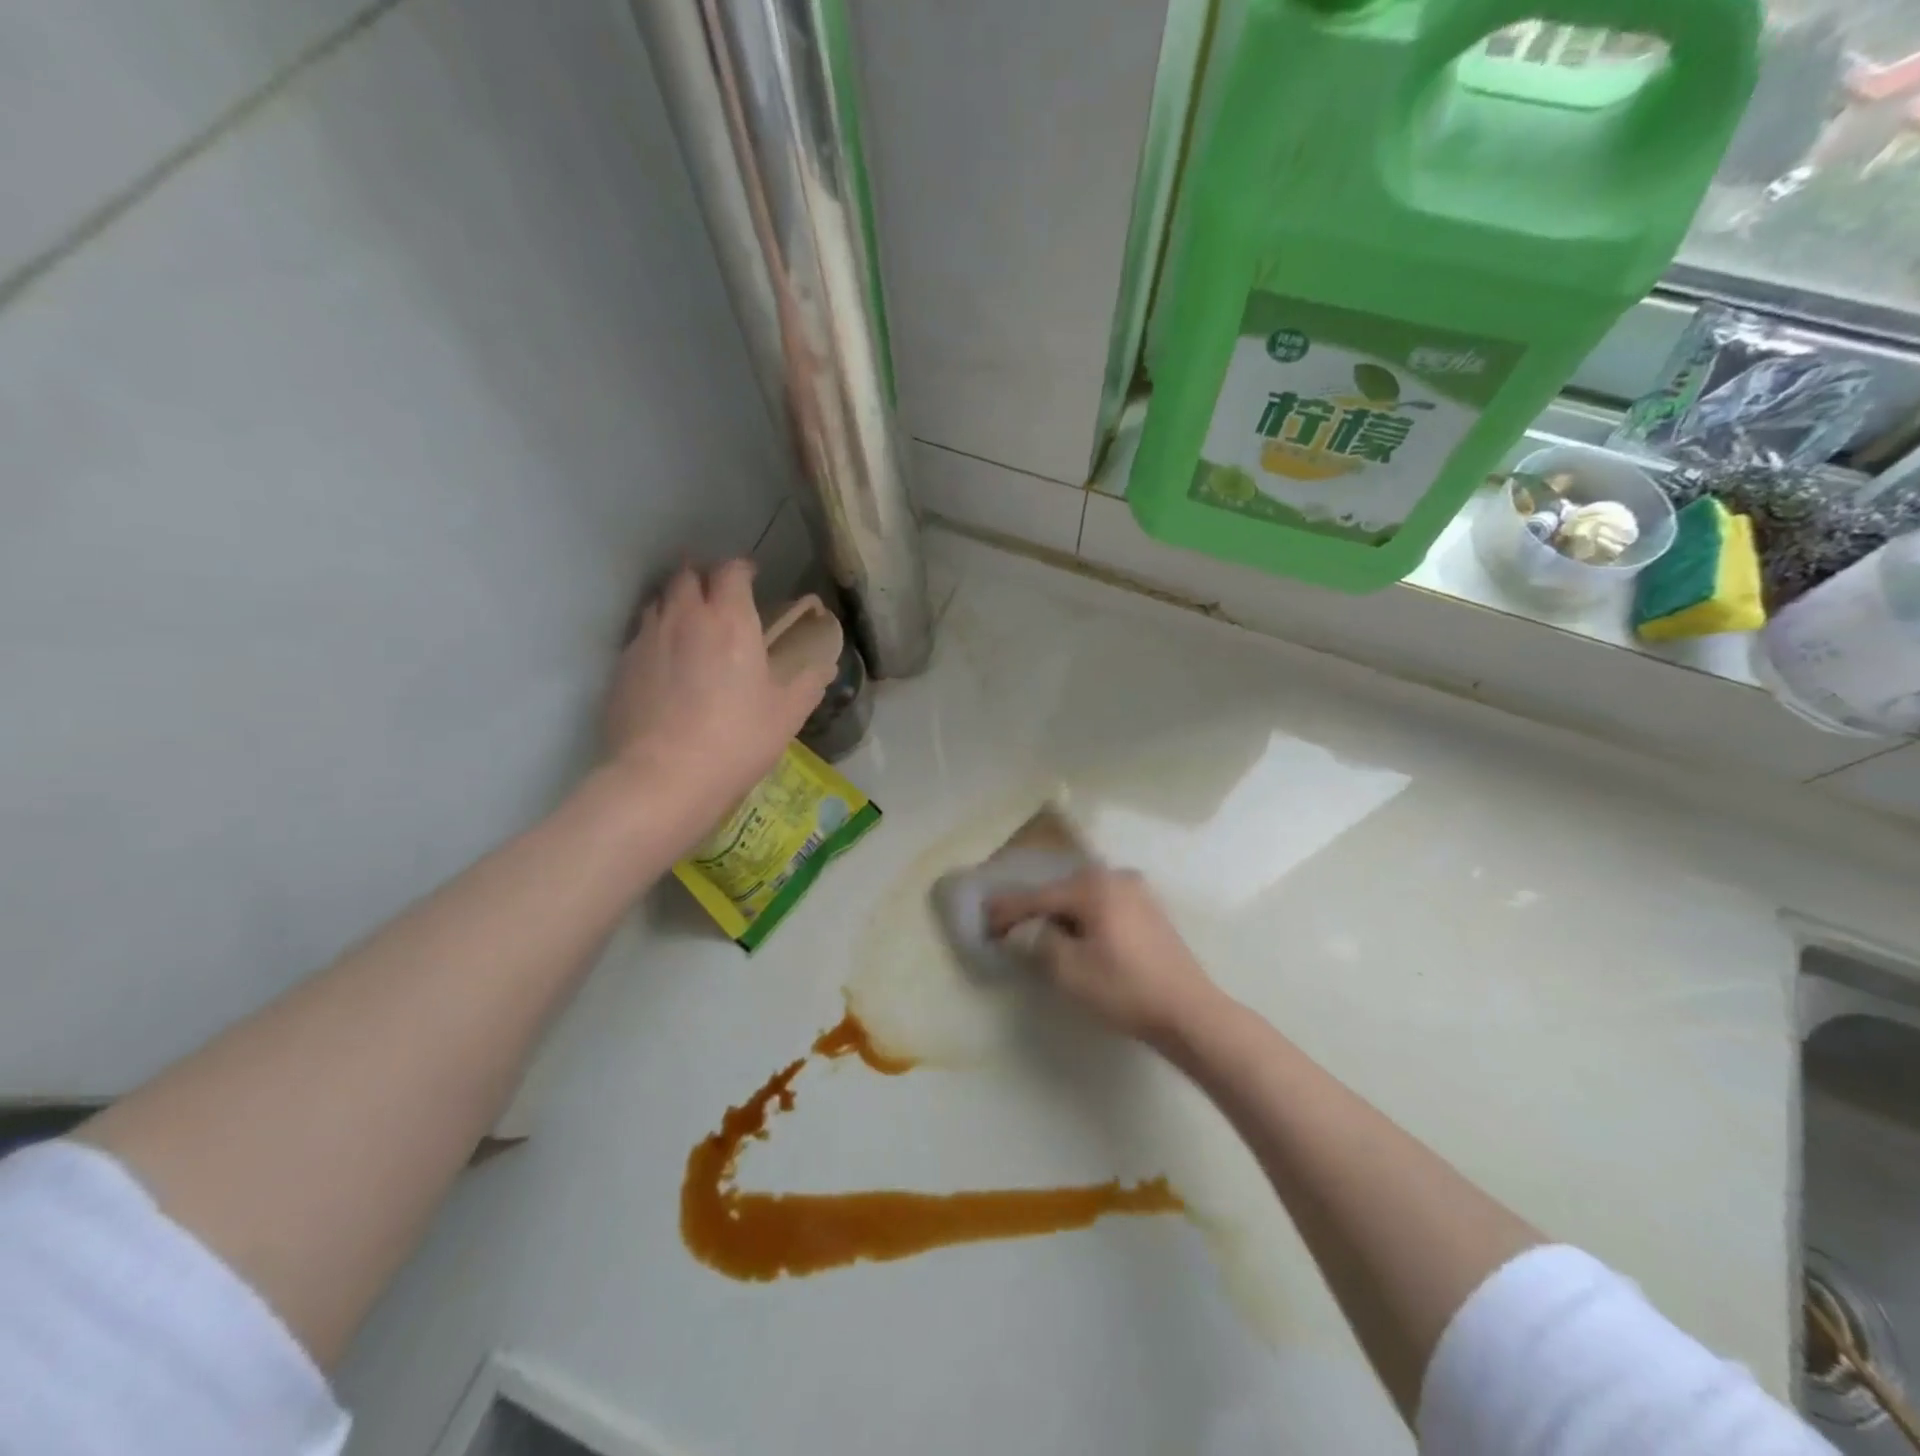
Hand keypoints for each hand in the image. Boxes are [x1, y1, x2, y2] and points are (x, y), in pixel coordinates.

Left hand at [604, 560, 834, 839]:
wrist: (664, 777)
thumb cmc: (737, 740)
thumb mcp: (787, 715)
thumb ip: (808, 684)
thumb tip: (825, 667)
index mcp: (730, 620)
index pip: (731, 570)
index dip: (742, 569)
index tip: (751, 578)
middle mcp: (685, 617)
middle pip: (687, 575)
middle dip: (704, 578)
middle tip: (719, 598)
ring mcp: (647, 639)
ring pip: (659, 601)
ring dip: (677, 603)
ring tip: (690, 626)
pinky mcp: (622, 666)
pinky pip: (640, 636)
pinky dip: (656, 637)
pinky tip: (665, 665)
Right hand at [985, 867, 1219, 1040]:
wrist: (1188, 1011)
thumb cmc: (1124, 989)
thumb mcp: (1069, 970)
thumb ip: (1039, 942)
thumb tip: (1027, 930)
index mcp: (1092, 887)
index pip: (1038, 896)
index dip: (1007, 910)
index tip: (984, 919)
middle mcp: (1114, 877)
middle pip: (1060, 890)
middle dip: (1033, 907)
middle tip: (1006, 925)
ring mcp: (1136, 890)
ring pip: (1082, 896)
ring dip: (1059, 911)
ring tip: (1036, 929)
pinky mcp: (1148, 908)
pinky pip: (1103, 903)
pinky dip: (1083, 915)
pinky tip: (1074, 932)